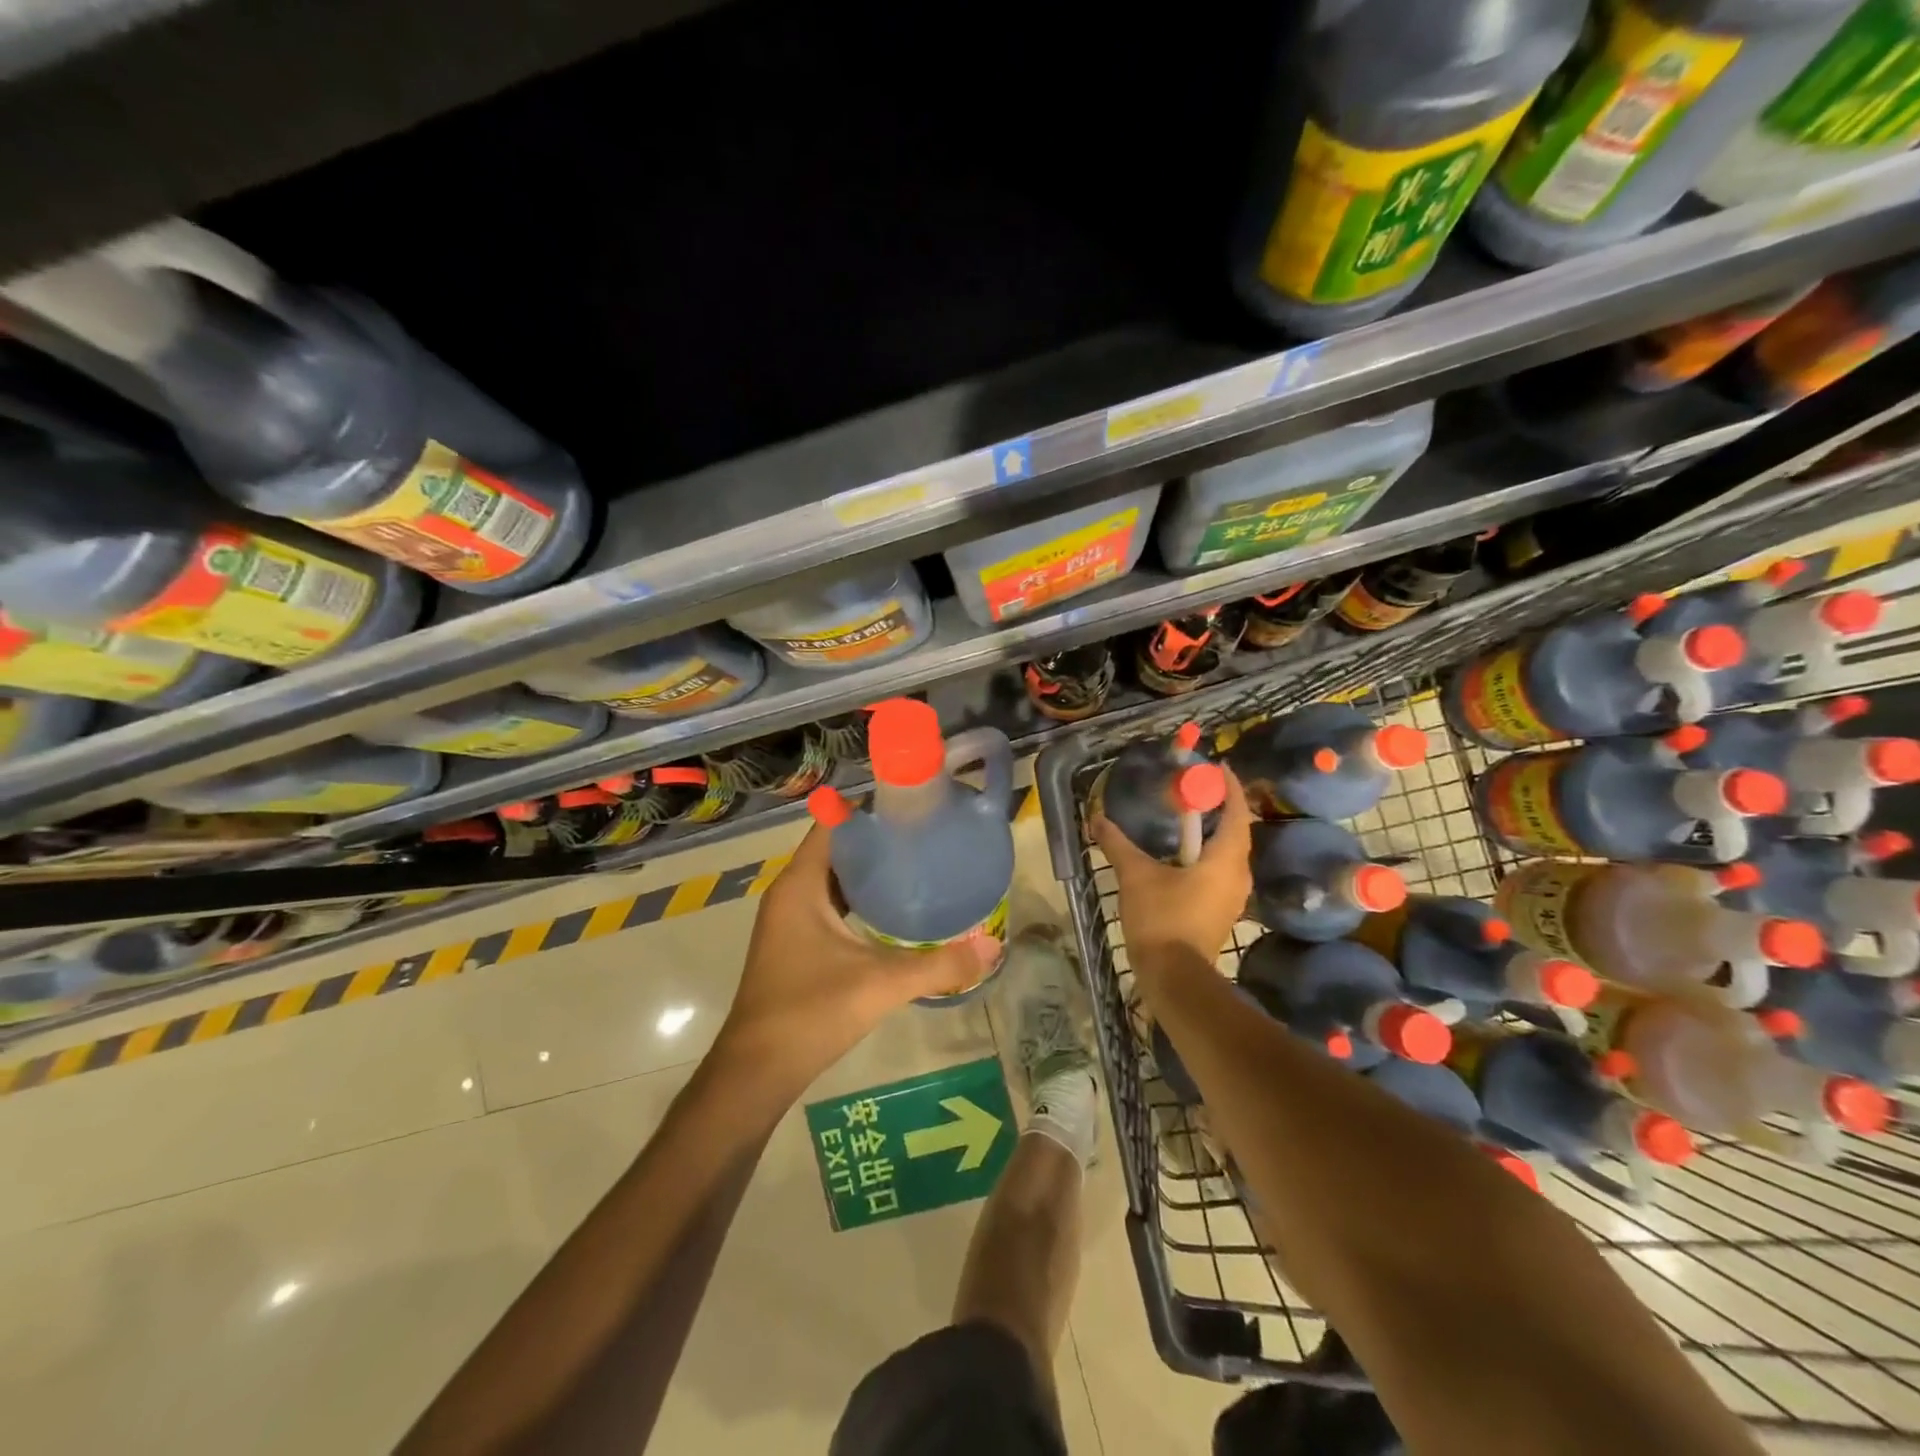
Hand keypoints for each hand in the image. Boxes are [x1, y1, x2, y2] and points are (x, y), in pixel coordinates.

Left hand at [715, 822, 1001, 1094]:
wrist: (757, 1071)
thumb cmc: (812, 1012)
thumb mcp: (881, 984)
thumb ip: (939, 965)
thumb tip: (993, 948)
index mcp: (801, 886)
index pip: (832, 825)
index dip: (868, 812)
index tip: (911, 809)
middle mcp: (790, 894)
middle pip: (836, 850)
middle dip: (877, 842)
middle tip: (925, 838)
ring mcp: (789, 920)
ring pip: (832, 880)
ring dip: (868, 873)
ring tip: (917, 867)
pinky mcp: (794, 943)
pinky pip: (829, 904)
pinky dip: (857, 900)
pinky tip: (893, 912)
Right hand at [1092, 763, 1252, 986]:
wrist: (1173, 977)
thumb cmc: (1162, 918)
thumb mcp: (1135, 876)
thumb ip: (1118, 844)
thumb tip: (1098, 818)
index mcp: (1225, 859)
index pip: (1237, 812)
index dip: (1230, 787)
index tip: (1217, 767)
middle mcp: (1237, 874)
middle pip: (1236, 831)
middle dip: (1220, 807)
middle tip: (1196, 790)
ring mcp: (1232, 896)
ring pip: (1228, 853)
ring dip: (1212, 833)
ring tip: (1187, 818)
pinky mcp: (1220, 911)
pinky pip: (1219, 871)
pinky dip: (1206, 855)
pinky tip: (1181, 855)